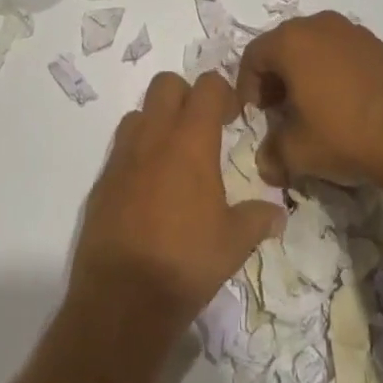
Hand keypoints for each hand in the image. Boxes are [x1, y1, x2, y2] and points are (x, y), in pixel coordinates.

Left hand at [70, 71, 285, 336]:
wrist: (122, 299)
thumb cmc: (185, 262)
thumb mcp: (233, 243)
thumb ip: (256, 219)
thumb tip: (279, 214)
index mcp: (191, 139)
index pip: (208, 85)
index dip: (222, 92)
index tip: (232, 116)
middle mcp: (155, 135)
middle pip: (167, 83)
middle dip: (185, 96)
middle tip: (201, 128)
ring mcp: (124, 154)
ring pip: (140, 112)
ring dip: (157, 122)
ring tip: (172, 156)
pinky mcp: (103, 179)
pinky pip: (120, 148)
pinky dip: (136, 155)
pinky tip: (147, 188)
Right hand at [237, 10, 382, 190]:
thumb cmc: (344, 134)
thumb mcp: (298, 152)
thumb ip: (272, 152)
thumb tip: (265, 161)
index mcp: (291, 41)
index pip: (253, 55)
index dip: (247, 85)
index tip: (255, 114)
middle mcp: (318, 25)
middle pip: (283, 45)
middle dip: (276, 77)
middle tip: (279, 110)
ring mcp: (351, 30)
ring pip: (315, 45)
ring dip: (305, 71)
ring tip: (312, 107)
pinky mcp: (377, 43)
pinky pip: (342, 51)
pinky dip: (334, 70)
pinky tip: (345, 102)